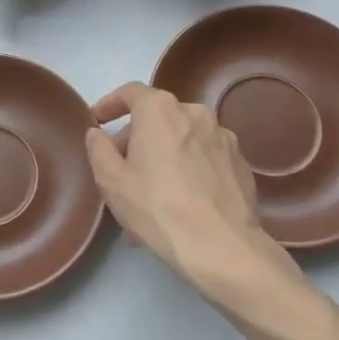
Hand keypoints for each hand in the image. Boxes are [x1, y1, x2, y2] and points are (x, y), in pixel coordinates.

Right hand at [86, 83, 306, 310]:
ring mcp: (223, 137)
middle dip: (136, 138)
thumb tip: (98, 133)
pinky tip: (181, 201)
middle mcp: (194, 113)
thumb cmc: (157, 207)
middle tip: (121, 167)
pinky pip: (204, 158)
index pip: (130, 92)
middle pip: (157, 117)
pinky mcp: (240, 163)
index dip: (110, 104)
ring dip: (163, 156)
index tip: (98, 121)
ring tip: (150, 192)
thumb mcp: (111, 180)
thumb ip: (98, 149)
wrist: (222, 247)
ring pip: (182, 140)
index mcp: (160, 109)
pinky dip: (188, 170)